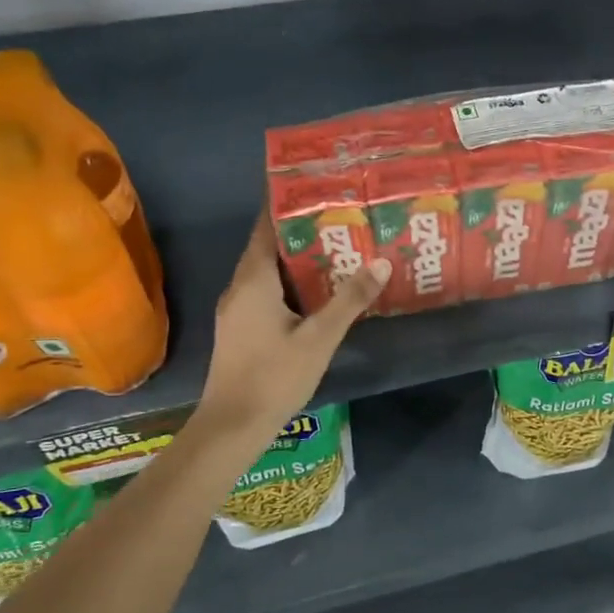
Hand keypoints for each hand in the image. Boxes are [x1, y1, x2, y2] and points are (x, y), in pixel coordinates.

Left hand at [198, 214, 389, 440]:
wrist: (233, 425)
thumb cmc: (274, 376)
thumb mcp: (320, 337)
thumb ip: (350, 300)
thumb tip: (381, 263)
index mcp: (254, 280)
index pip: (267, 226)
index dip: (287, 203)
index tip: (317, 187)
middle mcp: (240, 287)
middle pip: (270, 247)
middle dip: (303, 230)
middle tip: (342, 216)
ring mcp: (238, 310)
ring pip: (269, 272)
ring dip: (299, 259)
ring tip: (339, 248)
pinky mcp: (242, 329)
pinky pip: (267, 292)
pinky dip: (292, 284)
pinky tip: (320, 292)